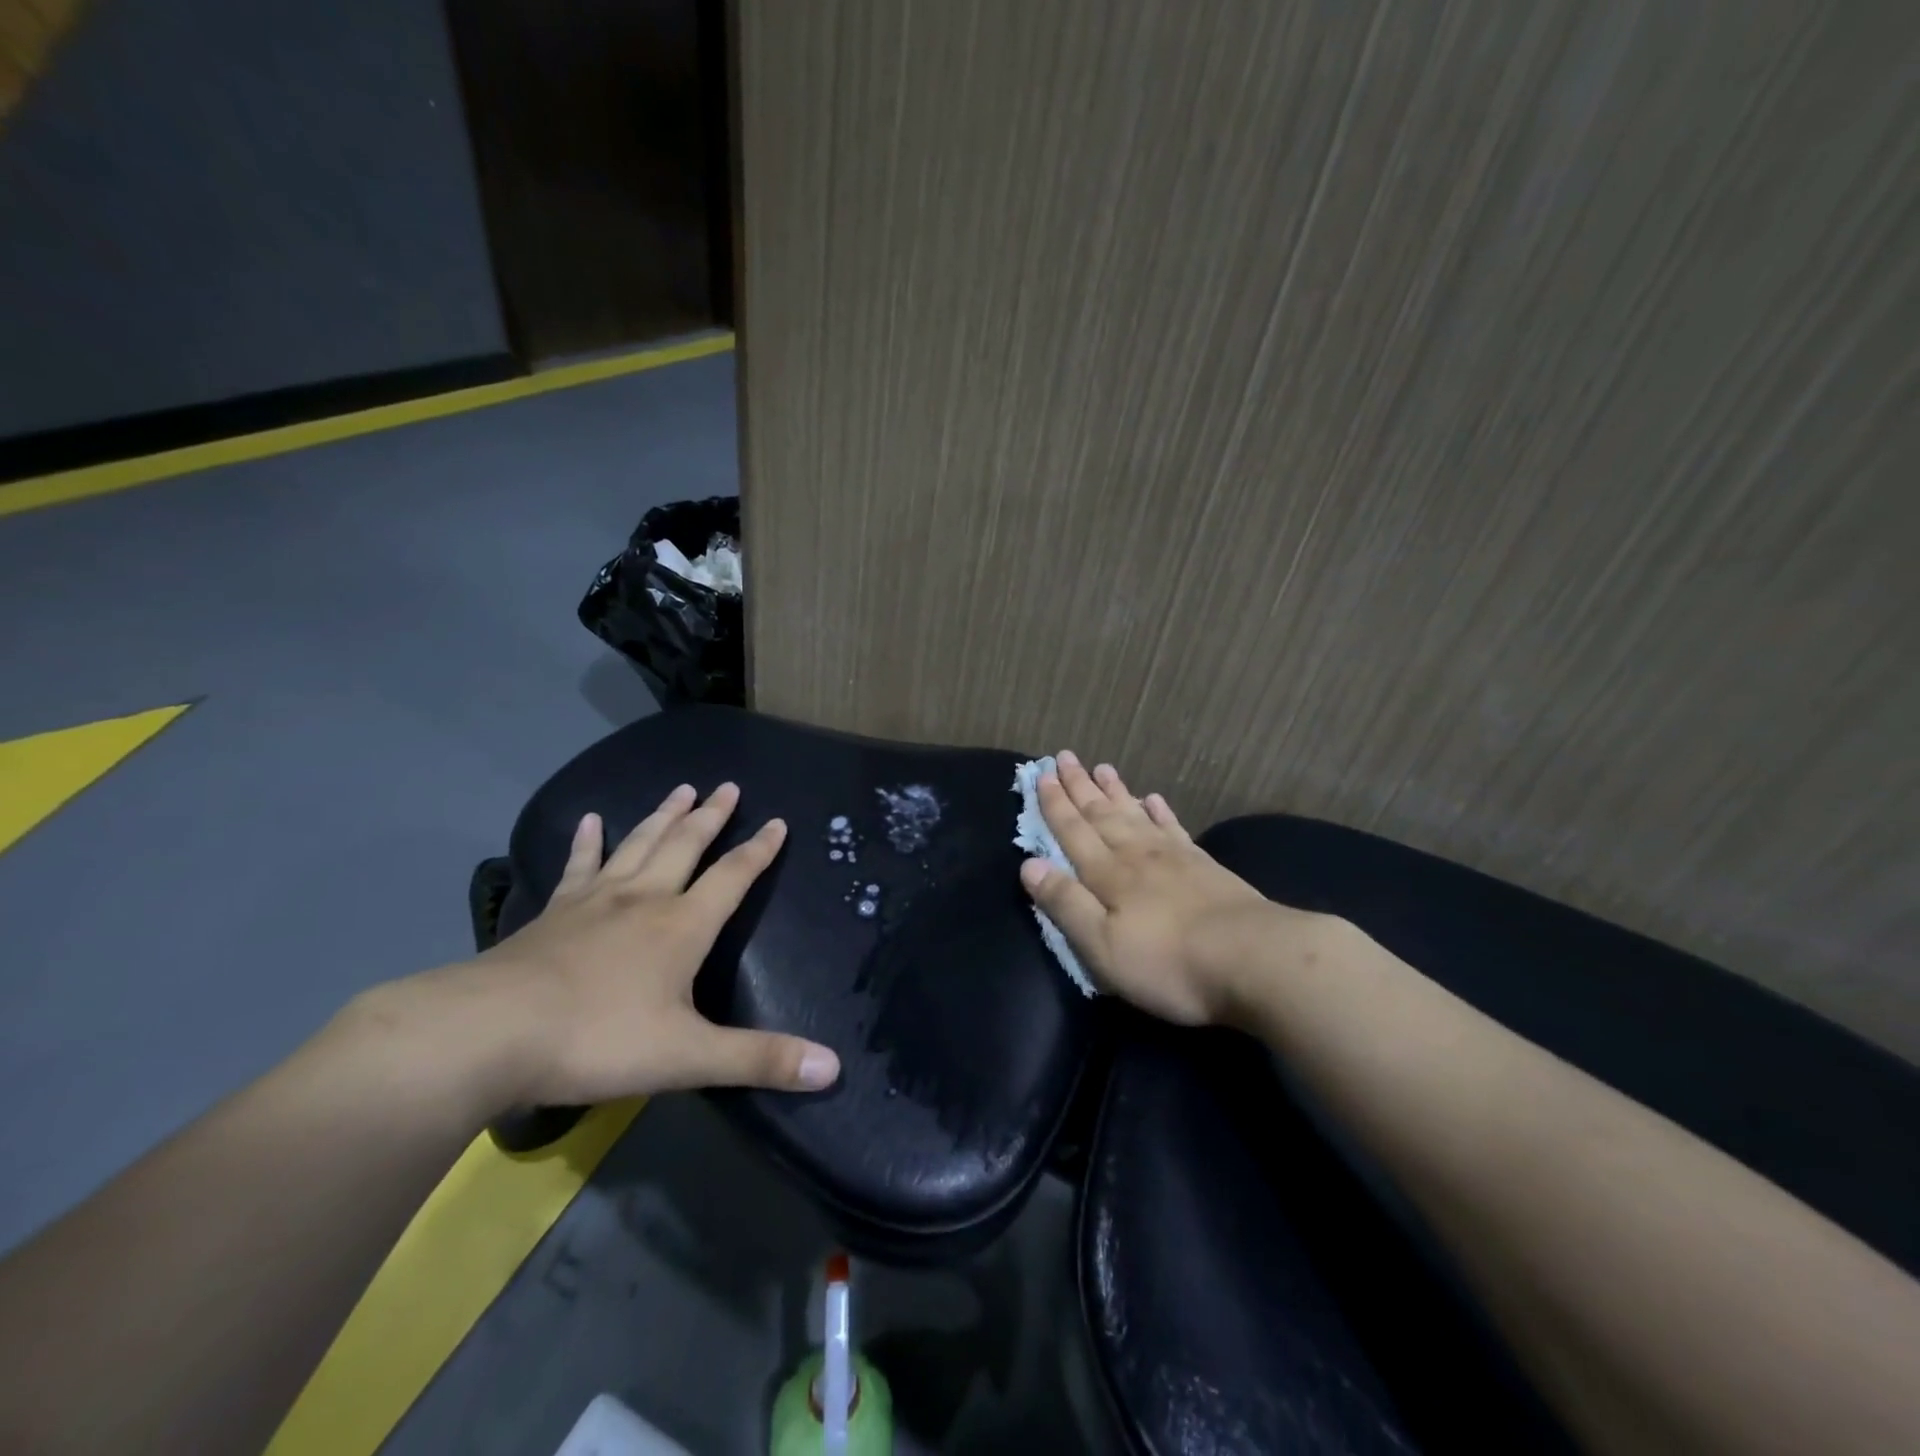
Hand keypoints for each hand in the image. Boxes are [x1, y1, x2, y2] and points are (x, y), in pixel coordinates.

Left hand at [417, 783, 840, 1109]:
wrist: (489, 1034)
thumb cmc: (597, 1040)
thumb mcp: (688, 1057)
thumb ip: (760, 1060)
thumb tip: (834, 1068)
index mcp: (682, 926)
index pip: (732, 877)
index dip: (759, 850)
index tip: (778, 821)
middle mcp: (644, 900)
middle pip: (685, 845)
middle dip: (711, 816)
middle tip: (727, 786)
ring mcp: (594, 901)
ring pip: (638, 845)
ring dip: (663, 816)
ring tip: (681, 789)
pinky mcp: (553, 913)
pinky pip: (578, 866)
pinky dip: (586, 841)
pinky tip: (589, 820)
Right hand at [1018, 751, 1305, 1025]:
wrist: (1253, 959)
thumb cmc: (1167, 963)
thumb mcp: (1102, 946)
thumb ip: (1065, 903)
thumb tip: (1029, 864)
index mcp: (1107, 874)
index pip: (1073, 831)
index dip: (1055, 804)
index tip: (1042, 774)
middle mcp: (1136, 855)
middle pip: (1101, 814)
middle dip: (1079, 786)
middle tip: (1064, 756)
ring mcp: (1174, 857)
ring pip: (1135, 814)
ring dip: (1115, 791)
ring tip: (1101, 767)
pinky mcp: (1204, 866)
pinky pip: (1173, 828)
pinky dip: (1160, 812)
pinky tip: (1154, 799)